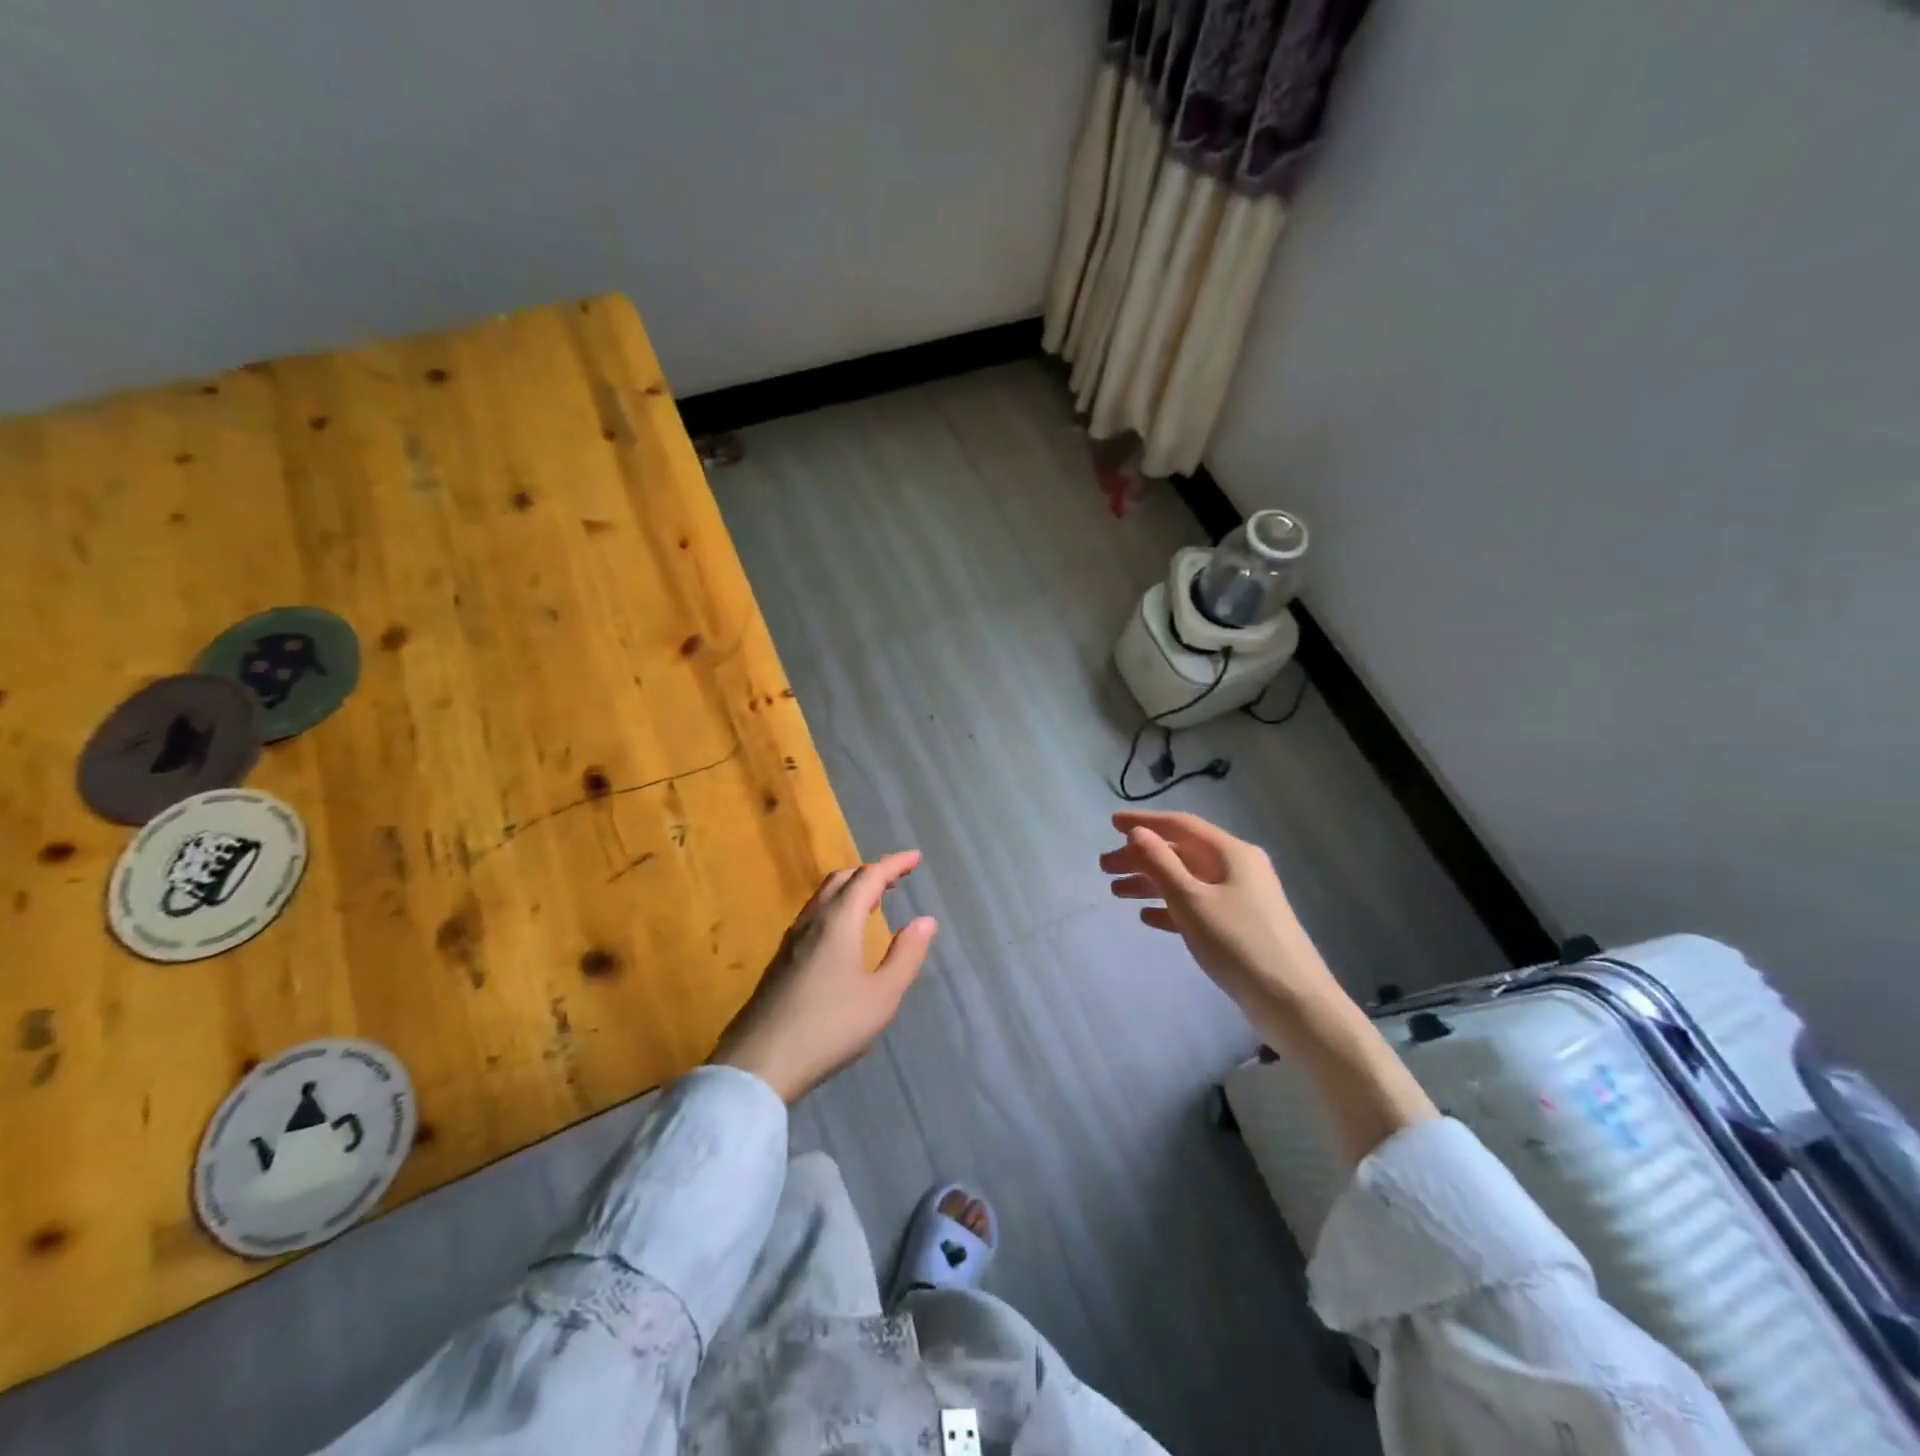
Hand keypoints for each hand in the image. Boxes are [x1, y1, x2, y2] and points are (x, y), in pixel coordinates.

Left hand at [711, 851, 937, 1103]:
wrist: (760, 1062)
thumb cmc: (829, 1027)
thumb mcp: (881, 997)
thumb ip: (905, 955)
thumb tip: (926, 920)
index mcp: (839, 921)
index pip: (869, 877)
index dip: (894, 864)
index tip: (915, 858)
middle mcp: (813, 920)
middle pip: (842, 879)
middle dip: (871, 871)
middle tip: (897, 878)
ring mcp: (792, 939)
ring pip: (824, 896)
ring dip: (851, 888)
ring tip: (874, 899)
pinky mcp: (781, 959)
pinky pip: (813, 914)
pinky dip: (836, 906)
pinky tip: (842, 932)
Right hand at [1100, 810, 1340, 1031]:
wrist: (1293, 1002)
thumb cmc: (1238, 943)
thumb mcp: (1191, 900)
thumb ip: (1161, 863)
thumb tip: (1137, 832)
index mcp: (1231, 853)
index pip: (1181, 825)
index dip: (1145, 822)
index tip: (1111, 823)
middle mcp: (1237, 868)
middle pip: (1181, 852)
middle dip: (1141, 856)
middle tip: (1104, 867)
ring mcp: (1241, 898)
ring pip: (1186, 880)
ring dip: (1150, 882)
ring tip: (1116, 892)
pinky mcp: (1240, 926)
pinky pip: (1197, 905)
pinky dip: (1170, 907)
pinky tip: (1147, 917)